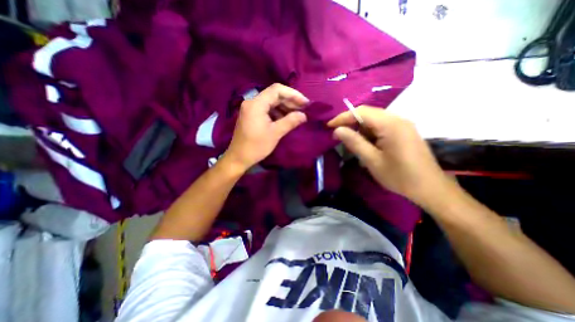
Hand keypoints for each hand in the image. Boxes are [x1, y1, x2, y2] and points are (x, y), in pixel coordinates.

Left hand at [223, 85, 307, 171]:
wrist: (239, 158)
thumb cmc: (256, 146)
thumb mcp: (275, 133)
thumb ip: (290, 121)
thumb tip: (304, 115)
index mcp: (256, 104)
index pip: (277, 90)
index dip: (293, 94)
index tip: (305, 103)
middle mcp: (252, 102)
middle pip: (274, 95)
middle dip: (290, 101)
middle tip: (303, 109)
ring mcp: (251, 109)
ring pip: (271, 102)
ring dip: (285, 107)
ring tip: (297, 115)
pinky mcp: (251, 115)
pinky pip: (267, 109)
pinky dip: (277, 112)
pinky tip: (286, 119)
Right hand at [328, 107, 443, 204]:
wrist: (430, 188)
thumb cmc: (399, 176)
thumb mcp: (372, 160)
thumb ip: (354, 142)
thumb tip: (337, 130)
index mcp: (391, 125)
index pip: (361, 112)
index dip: (342, 117)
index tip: (329, 126)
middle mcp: (398, 119)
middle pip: (368, 113)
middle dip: (350, 122)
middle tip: (337, 135)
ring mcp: (402, 125)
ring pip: (374, 120)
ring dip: (360, 128)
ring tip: (350, 142)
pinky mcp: (404, 131)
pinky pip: (382, 126)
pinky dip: (369, 132)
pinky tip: (366, 144)